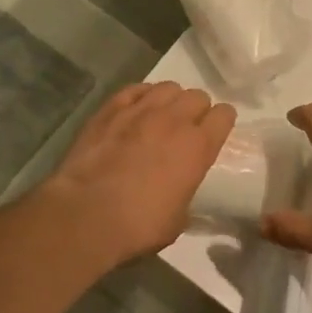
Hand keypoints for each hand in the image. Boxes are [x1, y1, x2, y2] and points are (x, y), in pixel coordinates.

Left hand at [37, 82, 234, 261]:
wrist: (86, 215)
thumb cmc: (138, 225)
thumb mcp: (178, 220)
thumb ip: (186, 194)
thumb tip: (181, 191)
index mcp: (198, 146)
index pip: (225, 115)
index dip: (222, 122)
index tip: (216, 132)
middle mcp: (175, 119)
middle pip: (198, 96)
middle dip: (197, 110)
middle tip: (187, 128)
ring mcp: (141, 109)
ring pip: (169, 87)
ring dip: (171, 100)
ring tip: (162, 116)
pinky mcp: (111, 108)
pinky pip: (135, 89)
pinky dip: (141, 96)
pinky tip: (136, 110)